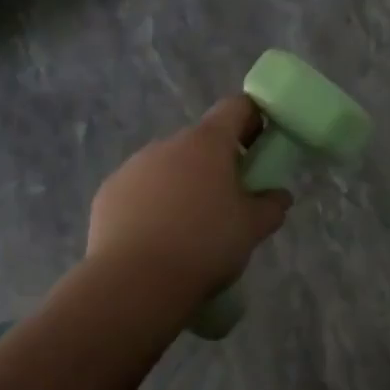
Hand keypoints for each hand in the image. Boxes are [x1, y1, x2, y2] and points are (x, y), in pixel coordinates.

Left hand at [87, 96, 289, 307]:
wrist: (133, 283)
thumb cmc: (203, 246)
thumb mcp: (251, 229)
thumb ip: (271, 206)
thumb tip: (279, 196)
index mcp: (207, 141)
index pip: (236, 106)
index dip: (253, 119)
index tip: (260, 147)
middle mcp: (169, 143)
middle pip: (201, 139)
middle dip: (218, 161)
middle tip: (229, 199)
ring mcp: (134, 165)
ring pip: (169, 165)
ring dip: (183, 182)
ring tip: (189, 226)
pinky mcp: (109, 191)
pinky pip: (140, 188)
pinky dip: (152, 203)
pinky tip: (155, 238)